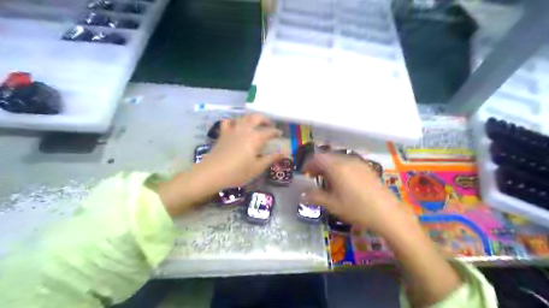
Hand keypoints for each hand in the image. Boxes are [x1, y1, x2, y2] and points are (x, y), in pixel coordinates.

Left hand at [198, 113, 285, 187]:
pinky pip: (228, 122)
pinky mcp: (223, 133)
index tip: (280, 134)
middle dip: (265, 119)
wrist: (213, 172)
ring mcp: (233, 130)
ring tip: (255, 124)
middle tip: (269, 125)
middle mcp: (245, 130)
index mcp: (256, 138)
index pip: (270, 131)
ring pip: (243, 117)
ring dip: (251, 118)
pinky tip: (235, 126)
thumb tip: (286, 153)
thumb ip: (272, 158)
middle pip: (257, 117)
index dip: (276, 132)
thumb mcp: (258, 167)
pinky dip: (233, 121)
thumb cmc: (238, 172)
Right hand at [302, 153, 401, 233]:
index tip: (304, 174)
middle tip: (314, 178)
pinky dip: (341, 169)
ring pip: (339, 160)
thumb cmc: (357, 208)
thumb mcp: (332, 205)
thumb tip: (301, 195)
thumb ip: (315, 197)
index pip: (317, 158)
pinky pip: (349, 163)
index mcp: (336, 167)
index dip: (308, 164)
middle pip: (328, 157)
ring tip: (328, 181)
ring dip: (330, 167)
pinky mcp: (368, 168)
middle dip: (318, 166)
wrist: (388, 213)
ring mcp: (359, 163)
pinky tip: (344, 182)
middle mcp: (347, 160)